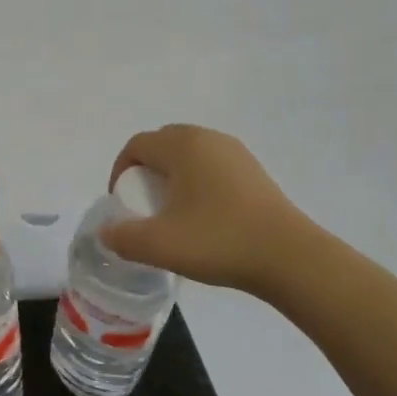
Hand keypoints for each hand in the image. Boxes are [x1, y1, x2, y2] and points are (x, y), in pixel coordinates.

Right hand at [100, 124, 309, 294]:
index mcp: (182, 145)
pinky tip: (204, 216)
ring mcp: (235, 153)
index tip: (121, 204)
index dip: (120, 172)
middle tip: (144, 205)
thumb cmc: (218, 241)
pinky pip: (212, 166)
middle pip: (162, 144)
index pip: (136, 145)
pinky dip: (198, 183)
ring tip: (173, 212)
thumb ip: (122, 237)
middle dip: (146, 171)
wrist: (290, 257)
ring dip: (173, 176)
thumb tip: (106, 232)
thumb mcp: (159, 245)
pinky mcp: (254, 171)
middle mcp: (208, 138)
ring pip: (189, 155)